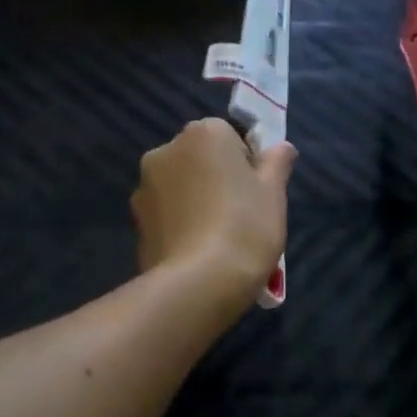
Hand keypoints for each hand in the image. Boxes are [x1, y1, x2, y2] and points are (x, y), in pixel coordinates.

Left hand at [132, 118, 295, 312]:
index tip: (256, 195)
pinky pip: (165, 216)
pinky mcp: (135, 222)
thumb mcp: (274, 193)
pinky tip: (196, 253)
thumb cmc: (245, 227)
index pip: (229, 137)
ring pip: (179, 189)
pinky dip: (179, 227)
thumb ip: (277, 163)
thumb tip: (281, 148)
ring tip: (217, 242)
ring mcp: (144, 187)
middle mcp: (165, 150)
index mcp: (203, 133)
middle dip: (216, 181)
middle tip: (240, 218)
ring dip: (195, 204)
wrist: (198, 283)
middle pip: (199, 161)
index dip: (246, 166)